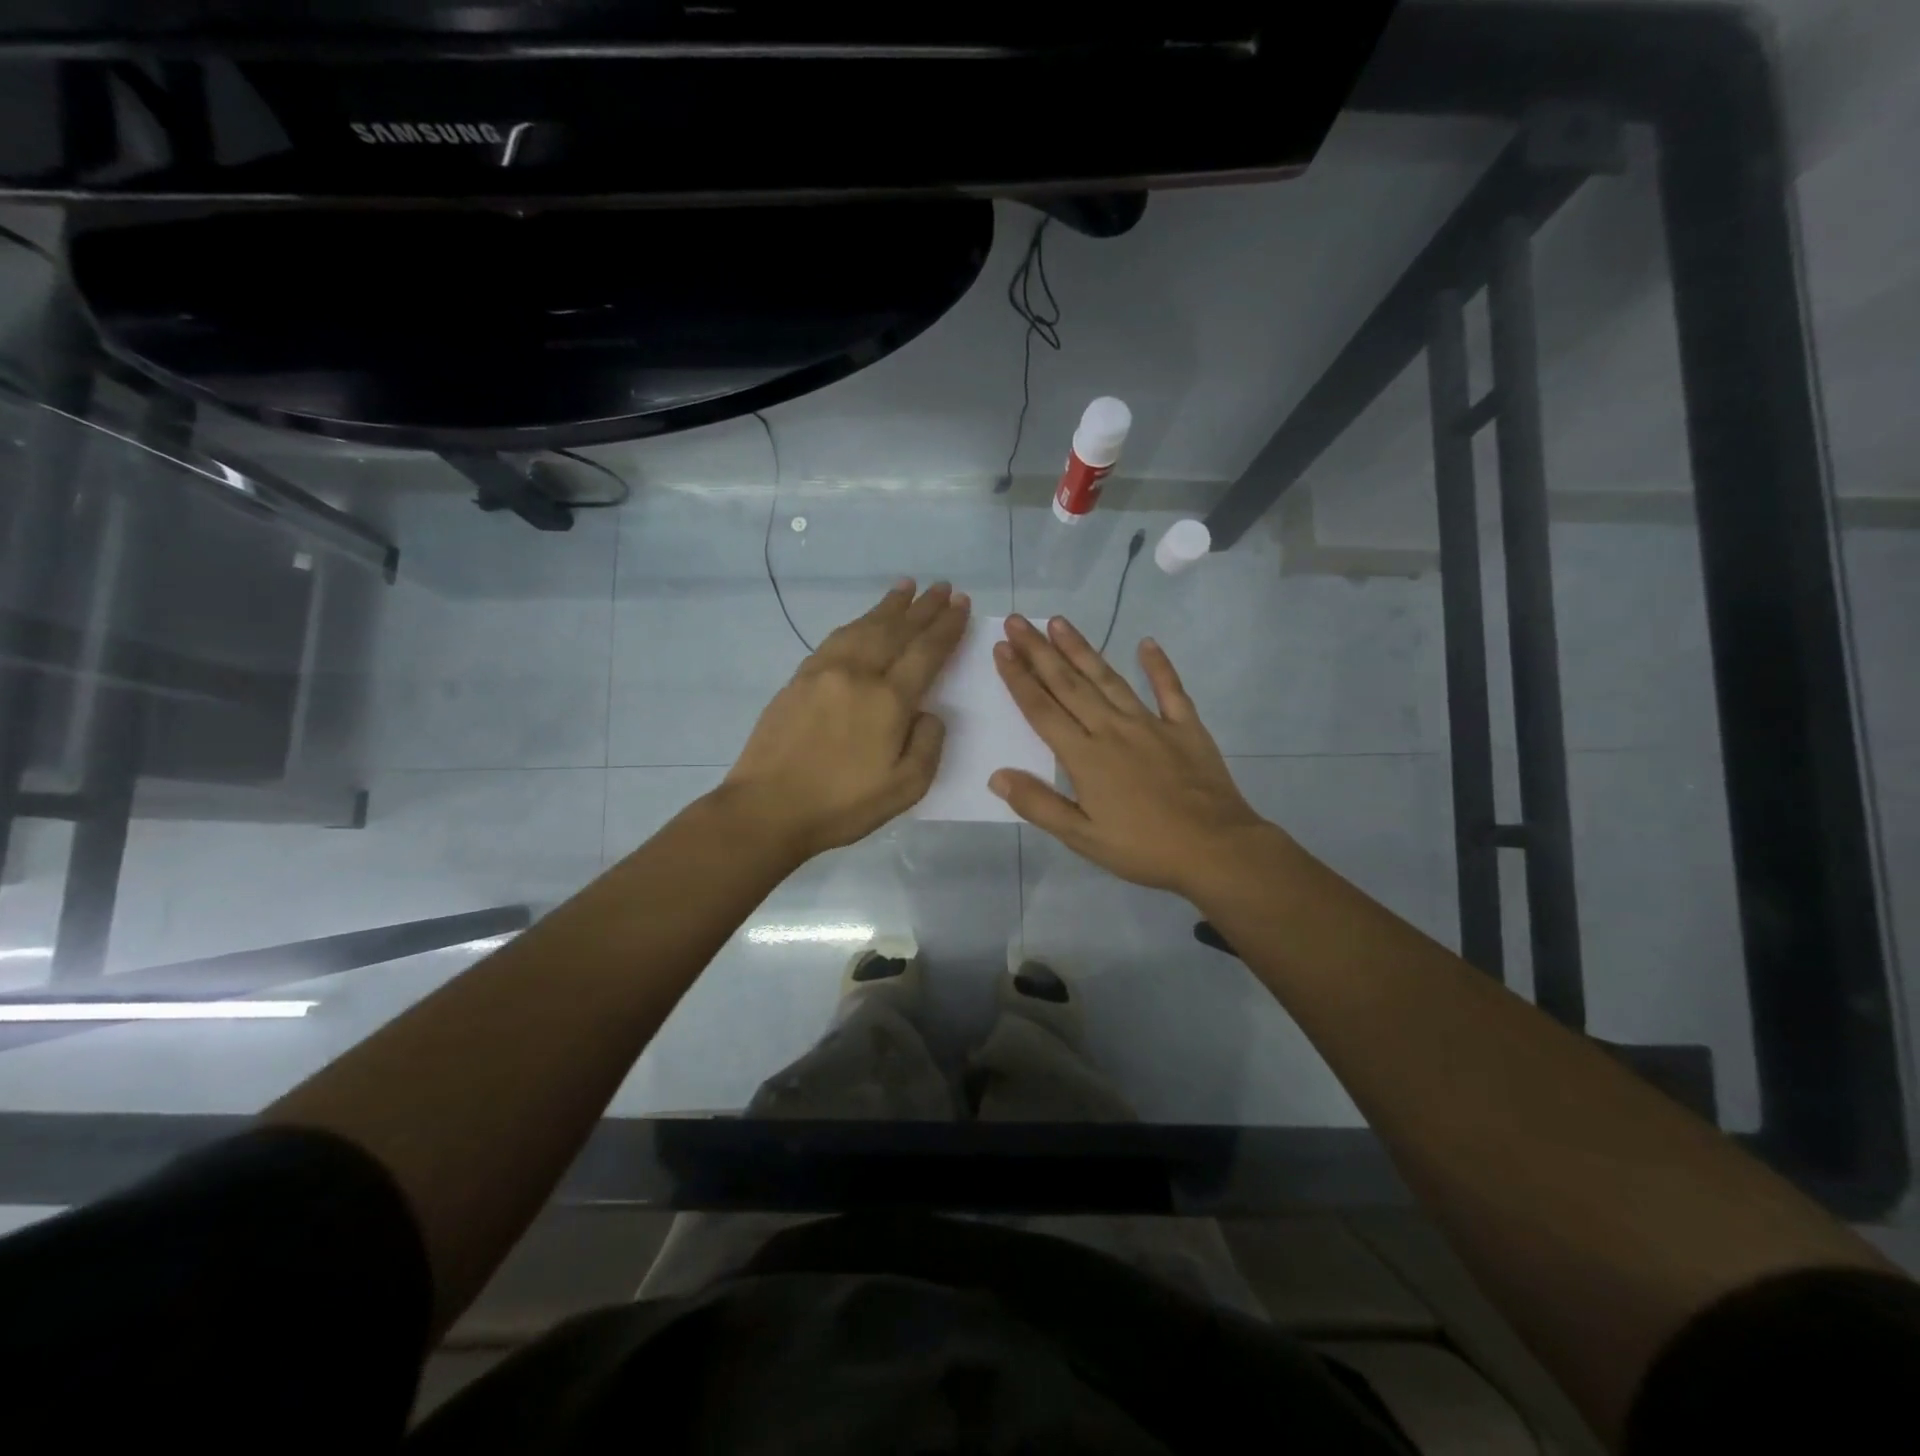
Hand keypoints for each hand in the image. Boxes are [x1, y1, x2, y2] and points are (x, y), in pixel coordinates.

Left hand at [723, 580, 968, 860]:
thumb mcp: (906, 787)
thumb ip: (928, 744)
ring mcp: (824, 671)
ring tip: (907, 587)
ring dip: (889, 606)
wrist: (768, 807)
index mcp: (888, 700)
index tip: (962, 605)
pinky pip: (837, 638)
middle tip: (943, 587)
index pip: (926, 652)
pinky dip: (857, 622)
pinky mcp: (799, 678)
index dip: (947, 627)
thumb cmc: (842, 805)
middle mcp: (858, 674)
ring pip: (864, 627)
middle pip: (896, 630)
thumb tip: (928, 712)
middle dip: (924, 607)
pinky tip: (863, 621)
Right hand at [990, 615, 1271, 898]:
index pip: (1042, 709)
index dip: (1018, 679)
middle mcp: (1113, 729)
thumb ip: (1039, 805)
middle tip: (1018, 621)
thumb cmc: (1143, 848)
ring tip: (1059, 622)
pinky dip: (1159, 665)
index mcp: (1085, 756)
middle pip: (1069, 684)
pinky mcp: (1186, 727)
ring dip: (1082, 649)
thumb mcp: (1082, 837)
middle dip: (1039, 651)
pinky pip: (1170, 689)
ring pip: (1109, 678)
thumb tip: (997, 775)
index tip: (1001, 649)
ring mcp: (1151, 724)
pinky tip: (1147, 643)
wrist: (1216, 850)